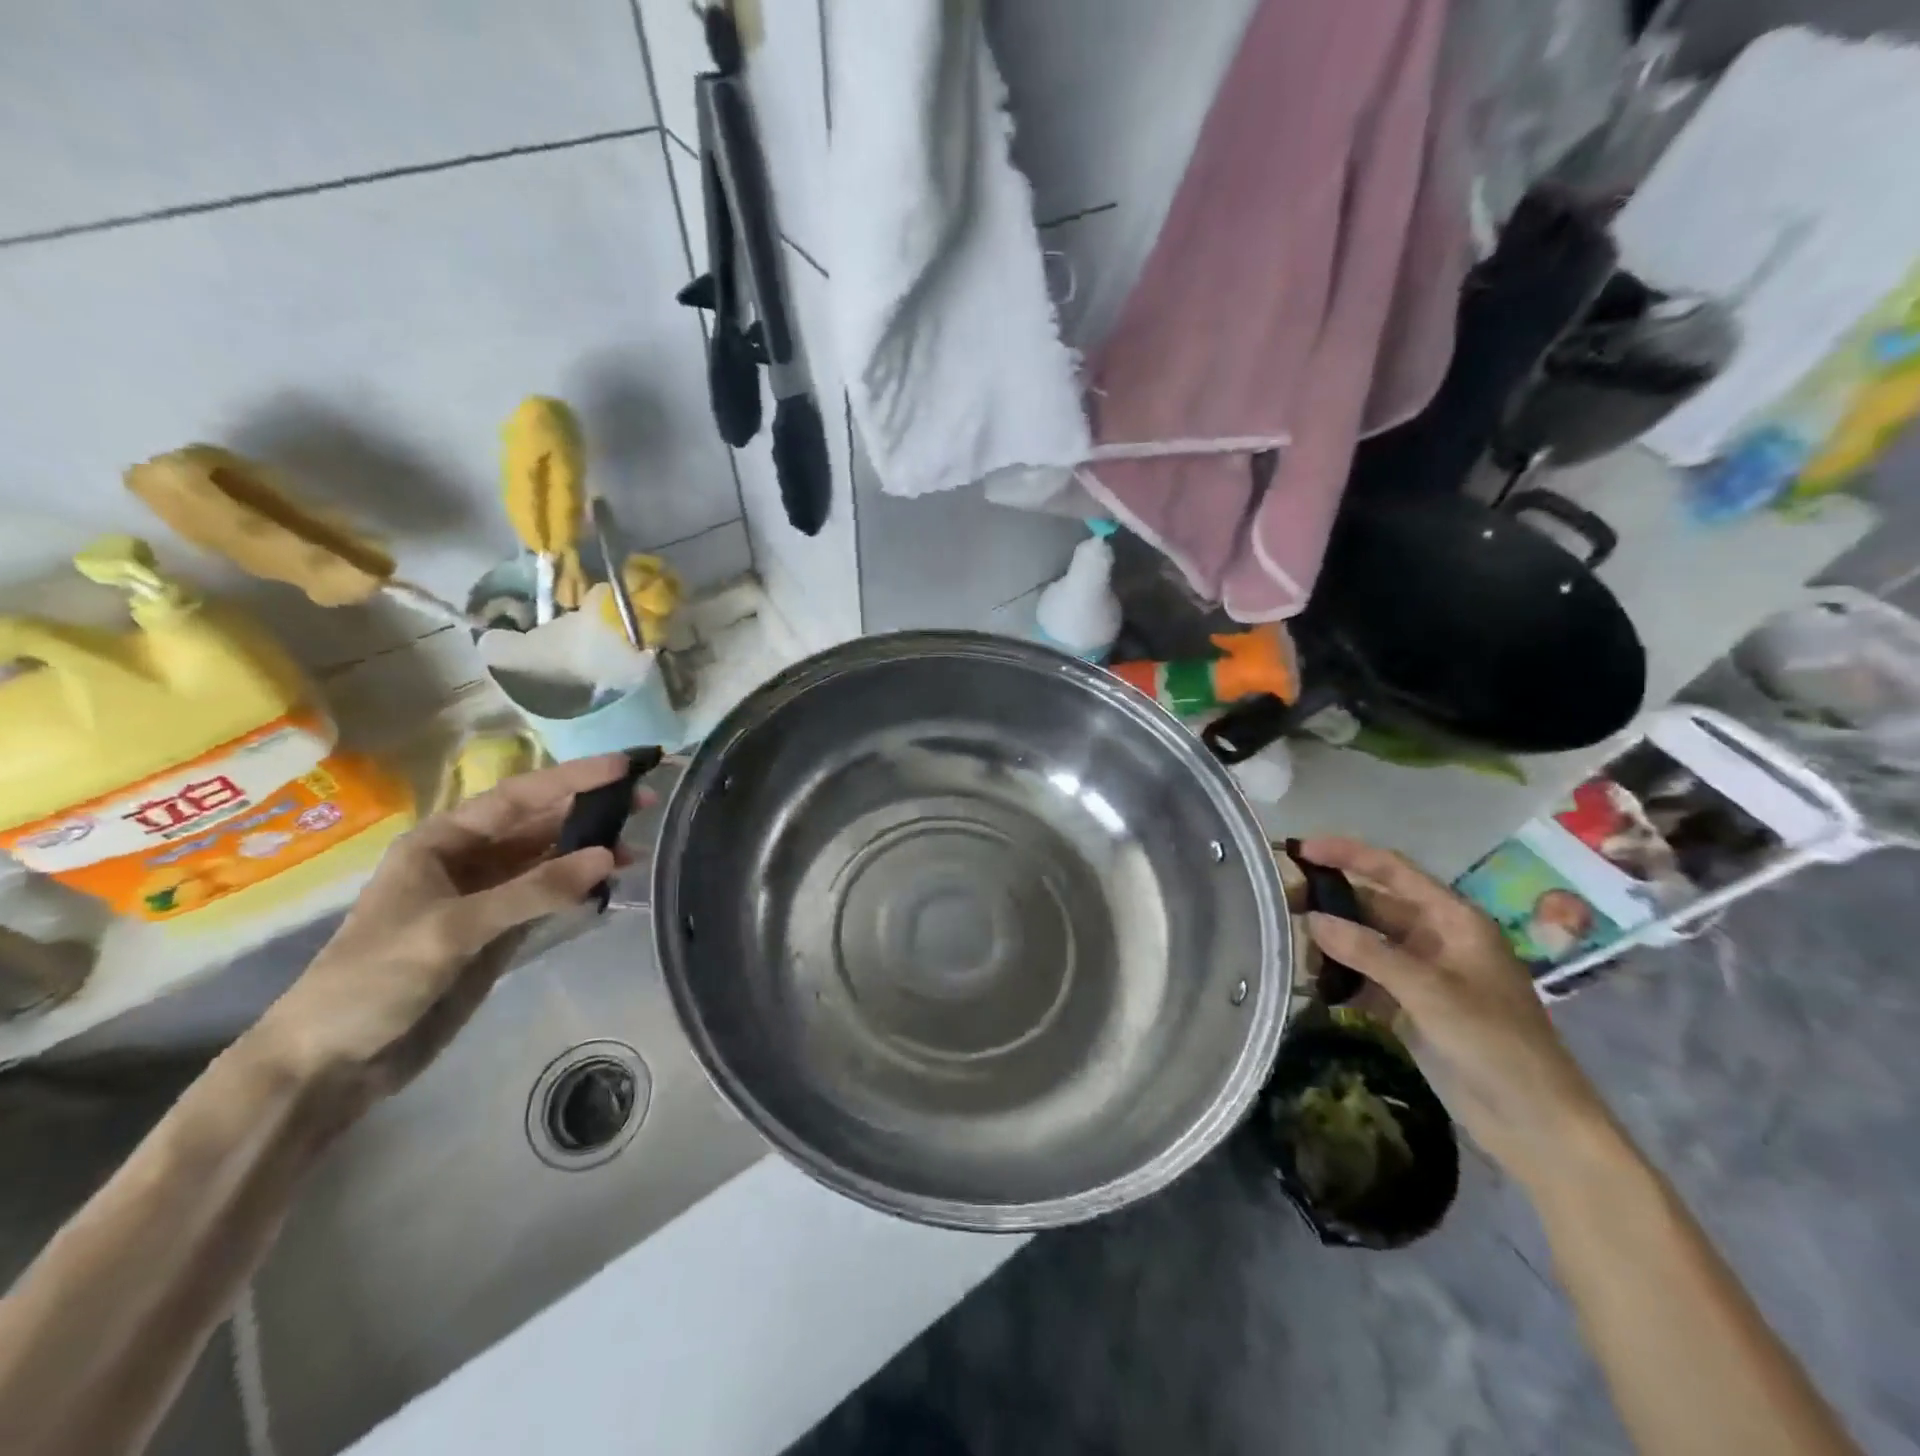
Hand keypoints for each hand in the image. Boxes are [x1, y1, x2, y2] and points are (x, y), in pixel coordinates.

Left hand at [251, 753, 643, 1119]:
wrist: (330, 1064)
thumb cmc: (374, 980)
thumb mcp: (453, 929)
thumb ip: (534, 890)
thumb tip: (610, 855)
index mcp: (442, 841)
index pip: (520, 796)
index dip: (574, 778)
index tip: (626, 766)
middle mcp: (468, 859)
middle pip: (540, 822)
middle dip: (591, 809)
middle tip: (648, 801)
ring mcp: (486, 897)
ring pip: (550, 859)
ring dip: (592, 850)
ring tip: (639, 847)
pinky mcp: (499, 931)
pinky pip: (550, 896)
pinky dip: (581, 887)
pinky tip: (611, 883)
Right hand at [1298, 837, 1615, 1186]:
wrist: (1537, 1125)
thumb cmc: (1495, 1044)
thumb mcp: (1430, 991)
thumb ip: (1369, 951)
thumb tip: (1312, 919)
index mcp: (1453, 920)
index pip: (1393, 871)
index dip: (1347, 854)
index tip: (1301, 848)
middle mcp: (1436, 938)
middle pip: (1373, 905)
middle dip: (1329, 901)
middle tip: (1280, 901)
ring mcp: (1424, 973)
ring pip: (1366, 942)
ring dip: (1331, 942)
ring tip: (1289, 945)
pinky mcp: (1412, 1006)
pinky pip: (1367, 978)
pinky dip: (1340, 977)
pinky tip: (1312, 983)